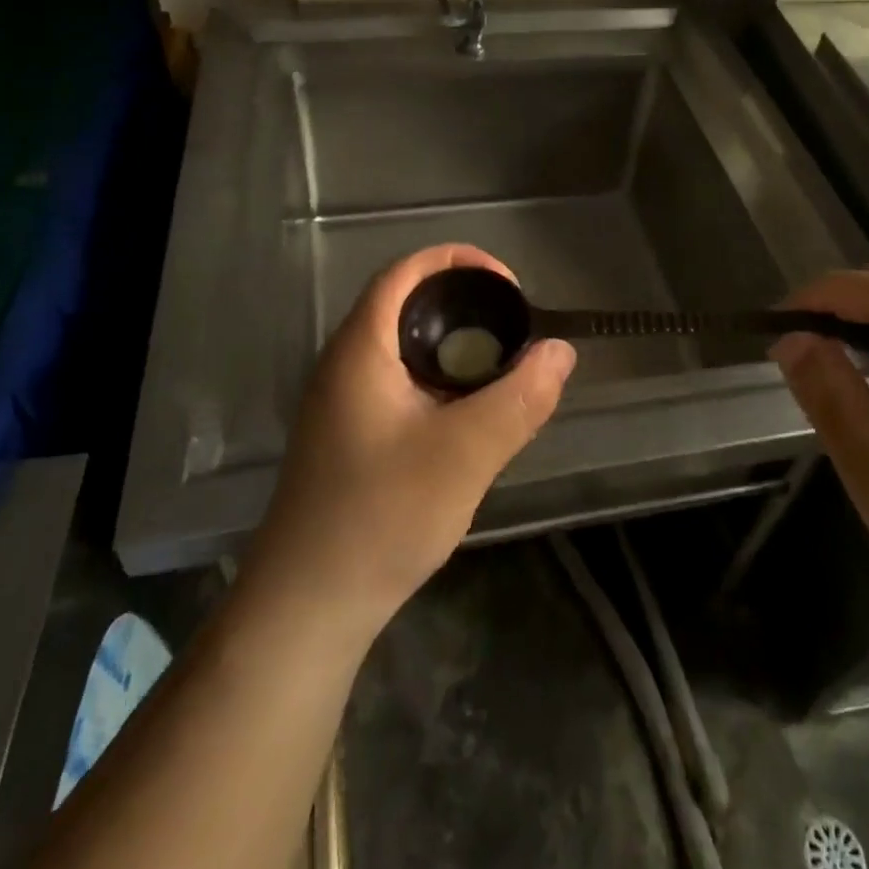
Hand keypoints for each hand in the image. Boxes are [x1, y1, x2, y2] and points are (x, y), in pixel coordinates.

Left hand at [241, 244, 574, 642]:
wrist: (307, 607)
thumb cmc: (382, 516)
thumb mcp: (465, 454)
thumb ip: (519, 398)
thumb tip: (560, 350)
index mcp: (361, 348)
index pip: (405, 271)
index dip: (458, 261)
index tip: (508, 285)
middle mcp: (344, 362)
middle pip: (405, 304)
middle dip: (463, 303)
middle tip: (513, 328)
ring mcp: (341, 401)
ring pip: (403, 347)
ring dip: (452, 345)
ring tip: (500, 367)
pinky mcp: (347, 434)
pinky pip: (398, 382)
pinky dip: (437, 379)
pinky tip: (467, 415)